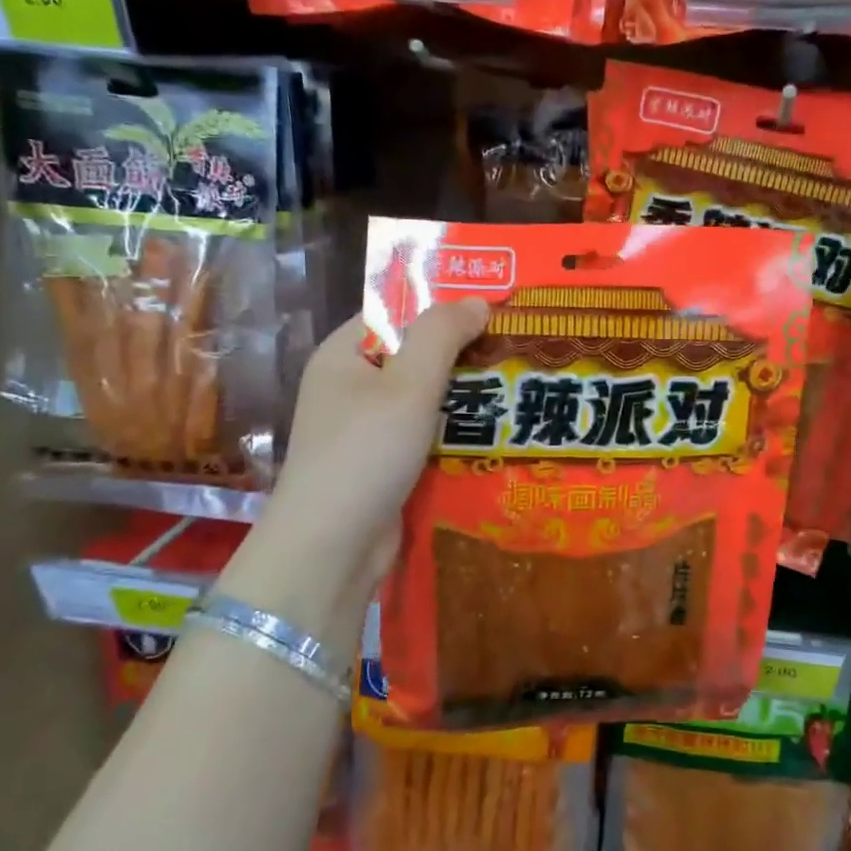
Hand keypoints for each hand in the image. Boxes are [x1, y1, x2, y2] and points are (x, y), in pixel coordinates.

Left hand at [219, 300, 488, 636]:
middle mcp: (351, 387)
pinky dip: (456, 431)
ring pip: (426, 398)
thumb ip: (441, 336)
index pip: (396, 313)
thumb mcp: (407, 386)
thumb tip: (477, 300)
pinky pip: (427, 434)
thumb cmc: (365, 455)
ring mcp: (367, 429)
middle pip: (415, 355)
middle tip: (519, 345)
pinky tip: (498, 430)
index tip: (495, 305)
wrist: (331, 551)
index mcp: (343, 355)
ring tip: (520, 383)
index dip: (443, 305)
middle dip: (464, 352)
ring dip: (466, 394)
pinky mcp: (385, 465)